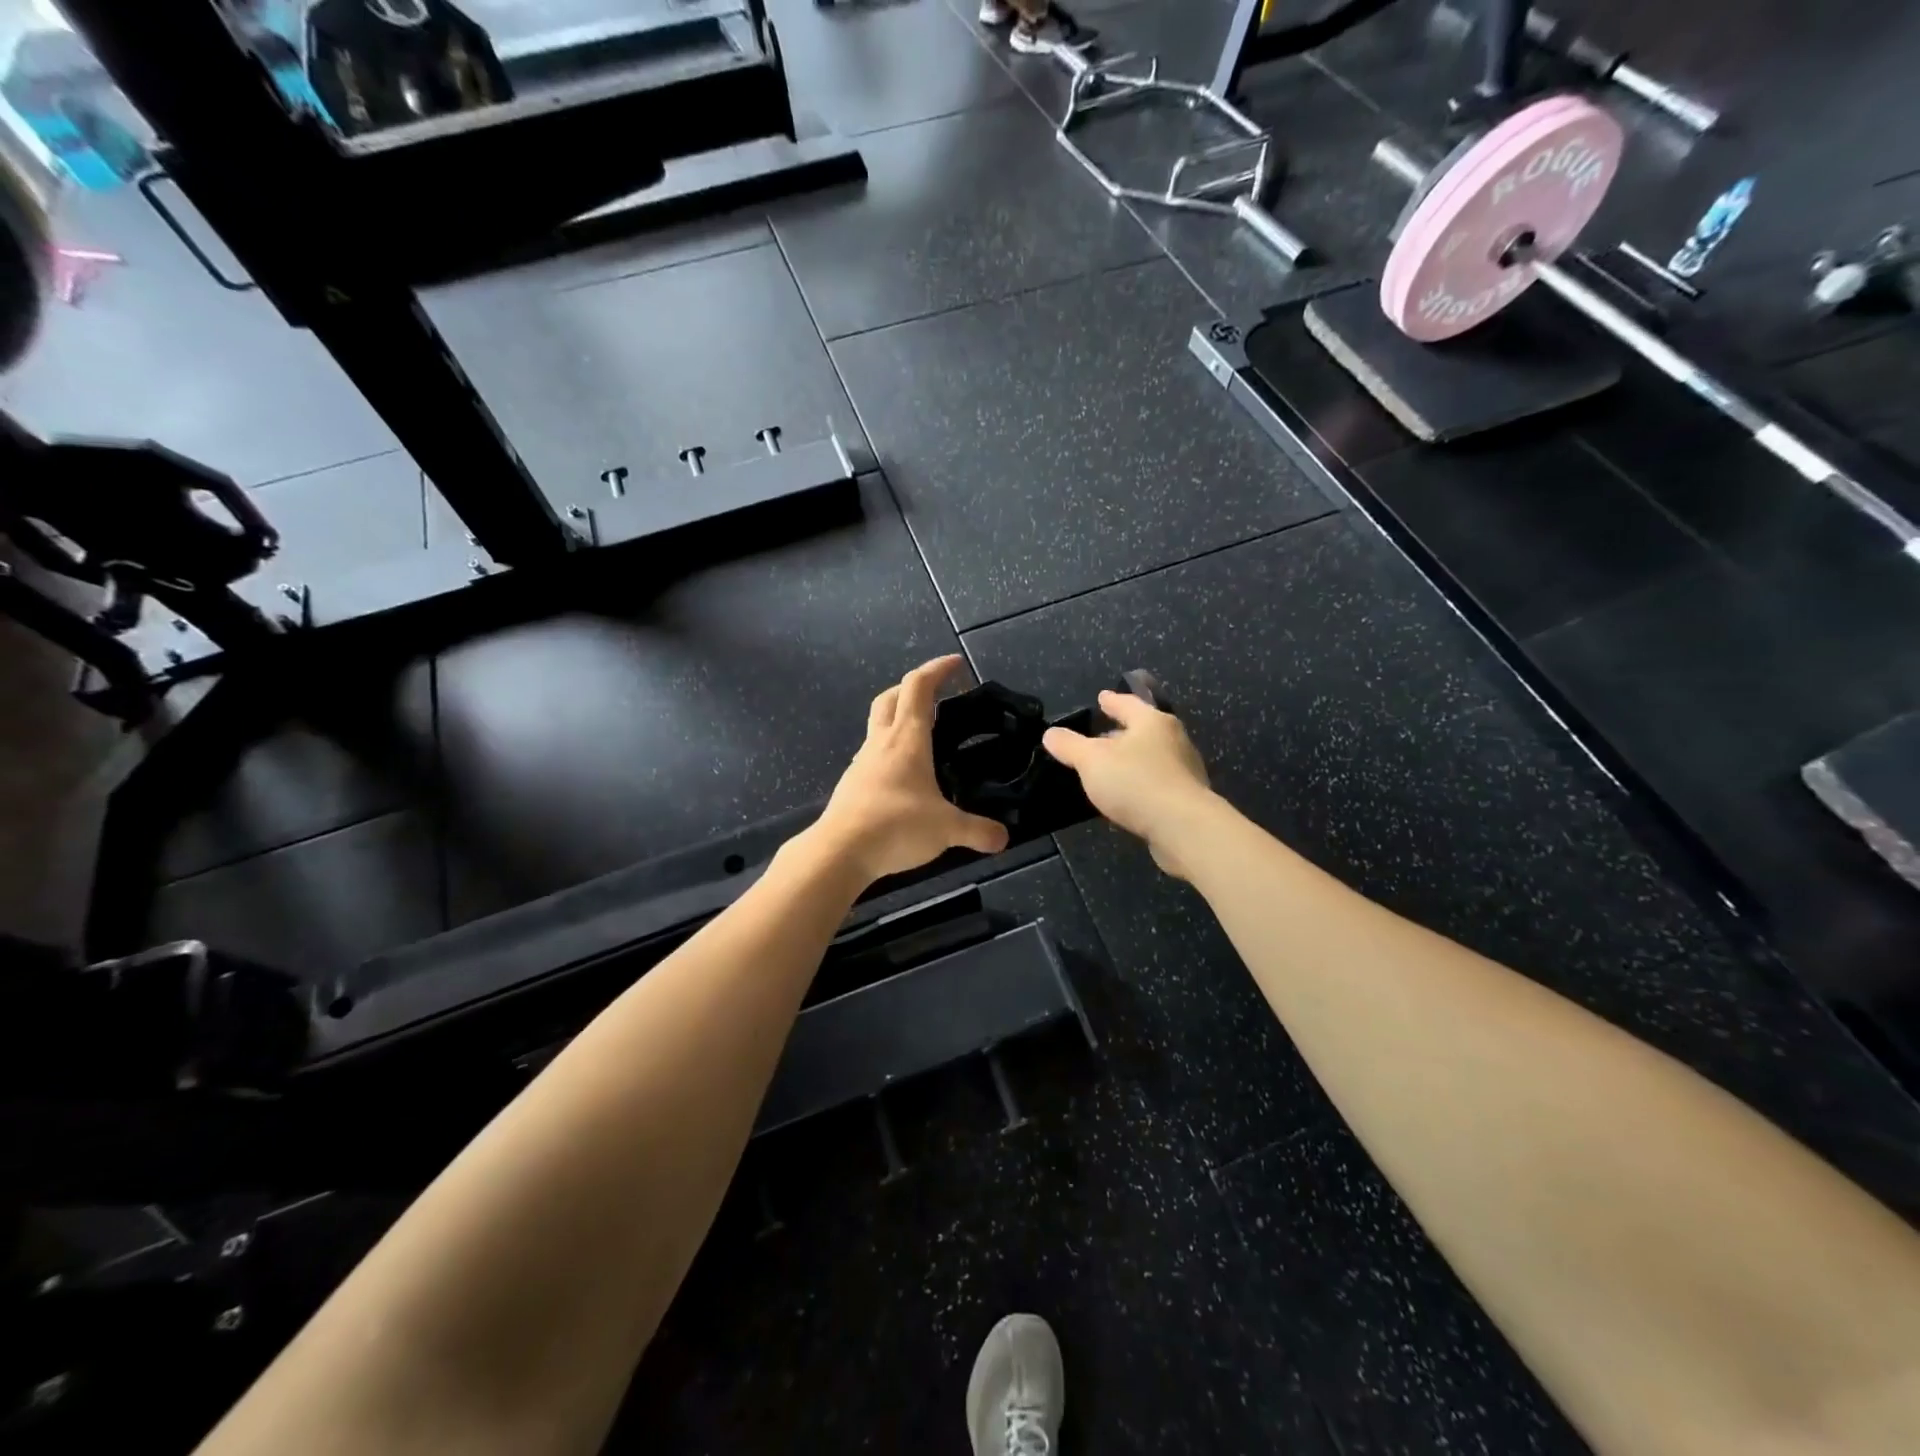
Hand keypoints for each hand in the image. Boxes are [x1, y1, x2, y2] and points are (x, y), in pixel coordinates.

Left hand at [811, 655, 1010, 884]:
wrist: (839, 852)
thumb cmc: (895, 826)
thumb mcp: (947, 829)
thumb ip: (978, 831)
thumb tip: (1003, 838)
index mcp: (906, 738)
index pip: (919, 687)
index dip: (937, 669)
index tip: (956, 663)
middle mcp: (881, 742)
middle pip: (891, 697)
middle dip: (913, 687)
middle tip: (936, 695)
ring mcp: (863, 763)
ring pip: (878, 725)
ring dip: (898, 718)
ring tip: (924, 737)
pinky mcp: (853, 785)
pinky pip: (873, 755)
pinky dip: (889, 752)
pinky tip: (904, 776)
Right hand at [1042, 690, 1214, 879]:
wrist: (1182, 827)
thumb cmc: (1135, 782)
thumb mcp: (1091, 760)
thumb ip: (1070, 745)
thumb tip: (1051, 733)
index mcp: (1152, 722)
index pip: (1128, 704)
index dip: (1111, 701)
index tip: (1102, 697)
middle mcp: (1173, 740)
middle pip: (1143, 729)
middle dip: (1121, 732)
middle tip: (1100, 735)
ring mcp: (1184, 770)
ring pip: (1151, 757)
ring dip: (1131, 760)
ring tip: (1110, 768)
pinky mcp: (1186, 798)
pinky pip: (1156, 782)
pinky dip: (1140, 783)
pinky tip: (1126, 796)